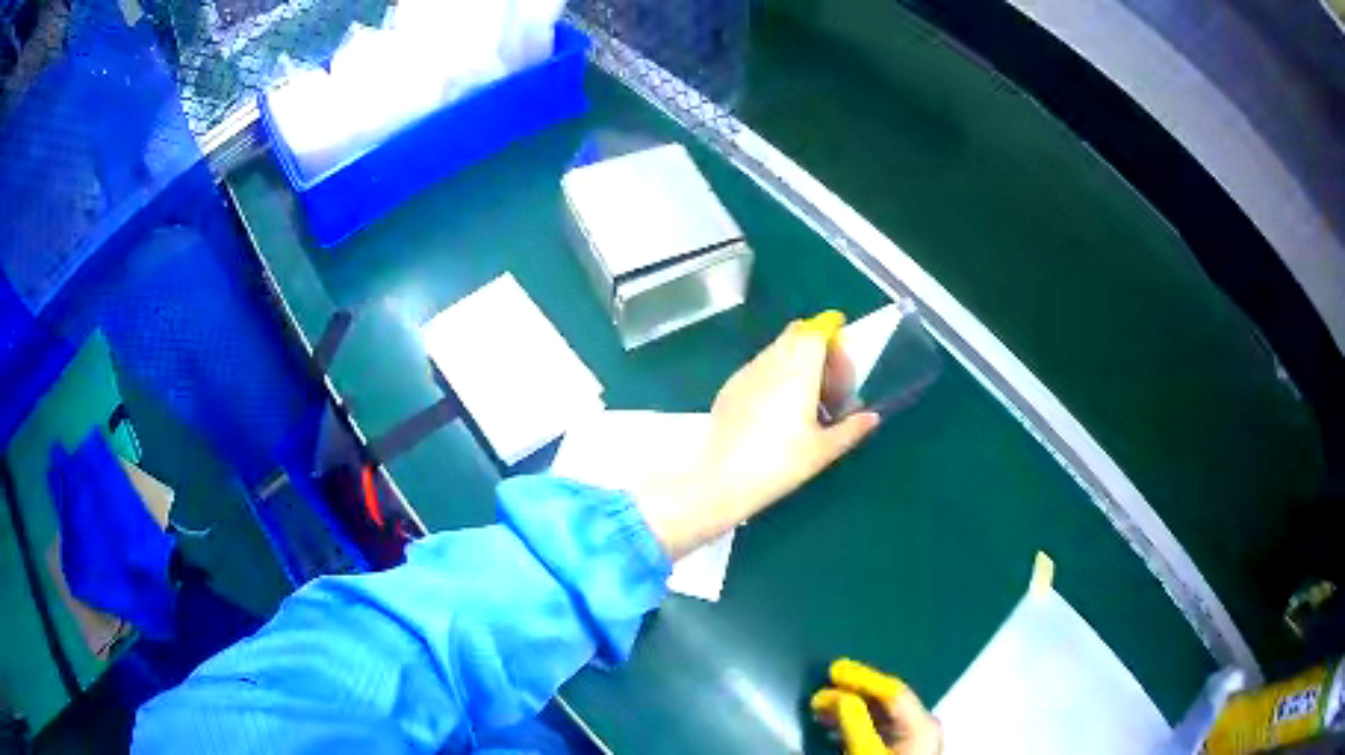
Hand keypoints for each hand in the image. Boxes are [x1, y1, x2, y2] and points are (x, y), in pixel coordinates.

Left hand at [637, 315, 879, 559]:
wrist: (722, 479)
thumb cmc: (779, 463)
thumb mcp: (823, 451)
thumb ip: (851, 429)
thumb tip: (872, 417)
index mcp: (799, 369)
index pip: (817, 329)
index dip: (832, 337)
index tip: (841, 366)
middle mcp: (771, 361)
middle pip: (797, 334)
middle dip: (817, 349)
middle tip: (828, 387)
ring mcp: (747, 371)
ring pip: (777, 350)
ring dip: (795, 363)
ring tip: (804, 403)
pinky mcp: (729, 386)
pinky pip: (759, 368)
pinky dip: (774, 376)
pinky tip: (775, 413)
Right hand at [812, 659, 941, 754]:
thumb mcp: (865, 754)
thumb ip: (854, 724)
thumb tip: (834, 695)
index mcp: (921, 724)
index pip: (893, 691)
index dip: (863, 677)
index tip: (833, 669)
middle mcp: (923, 726)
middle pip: (889, 700)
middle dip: (853, 693)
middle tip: (822, 689)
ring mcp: (915, 739)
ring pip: (883, 715)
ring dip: (851, 708)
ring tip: (821, 708)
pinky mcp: (904, 751)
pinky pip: (880, 728)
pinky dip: (857, 723)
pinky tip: (836, 727)